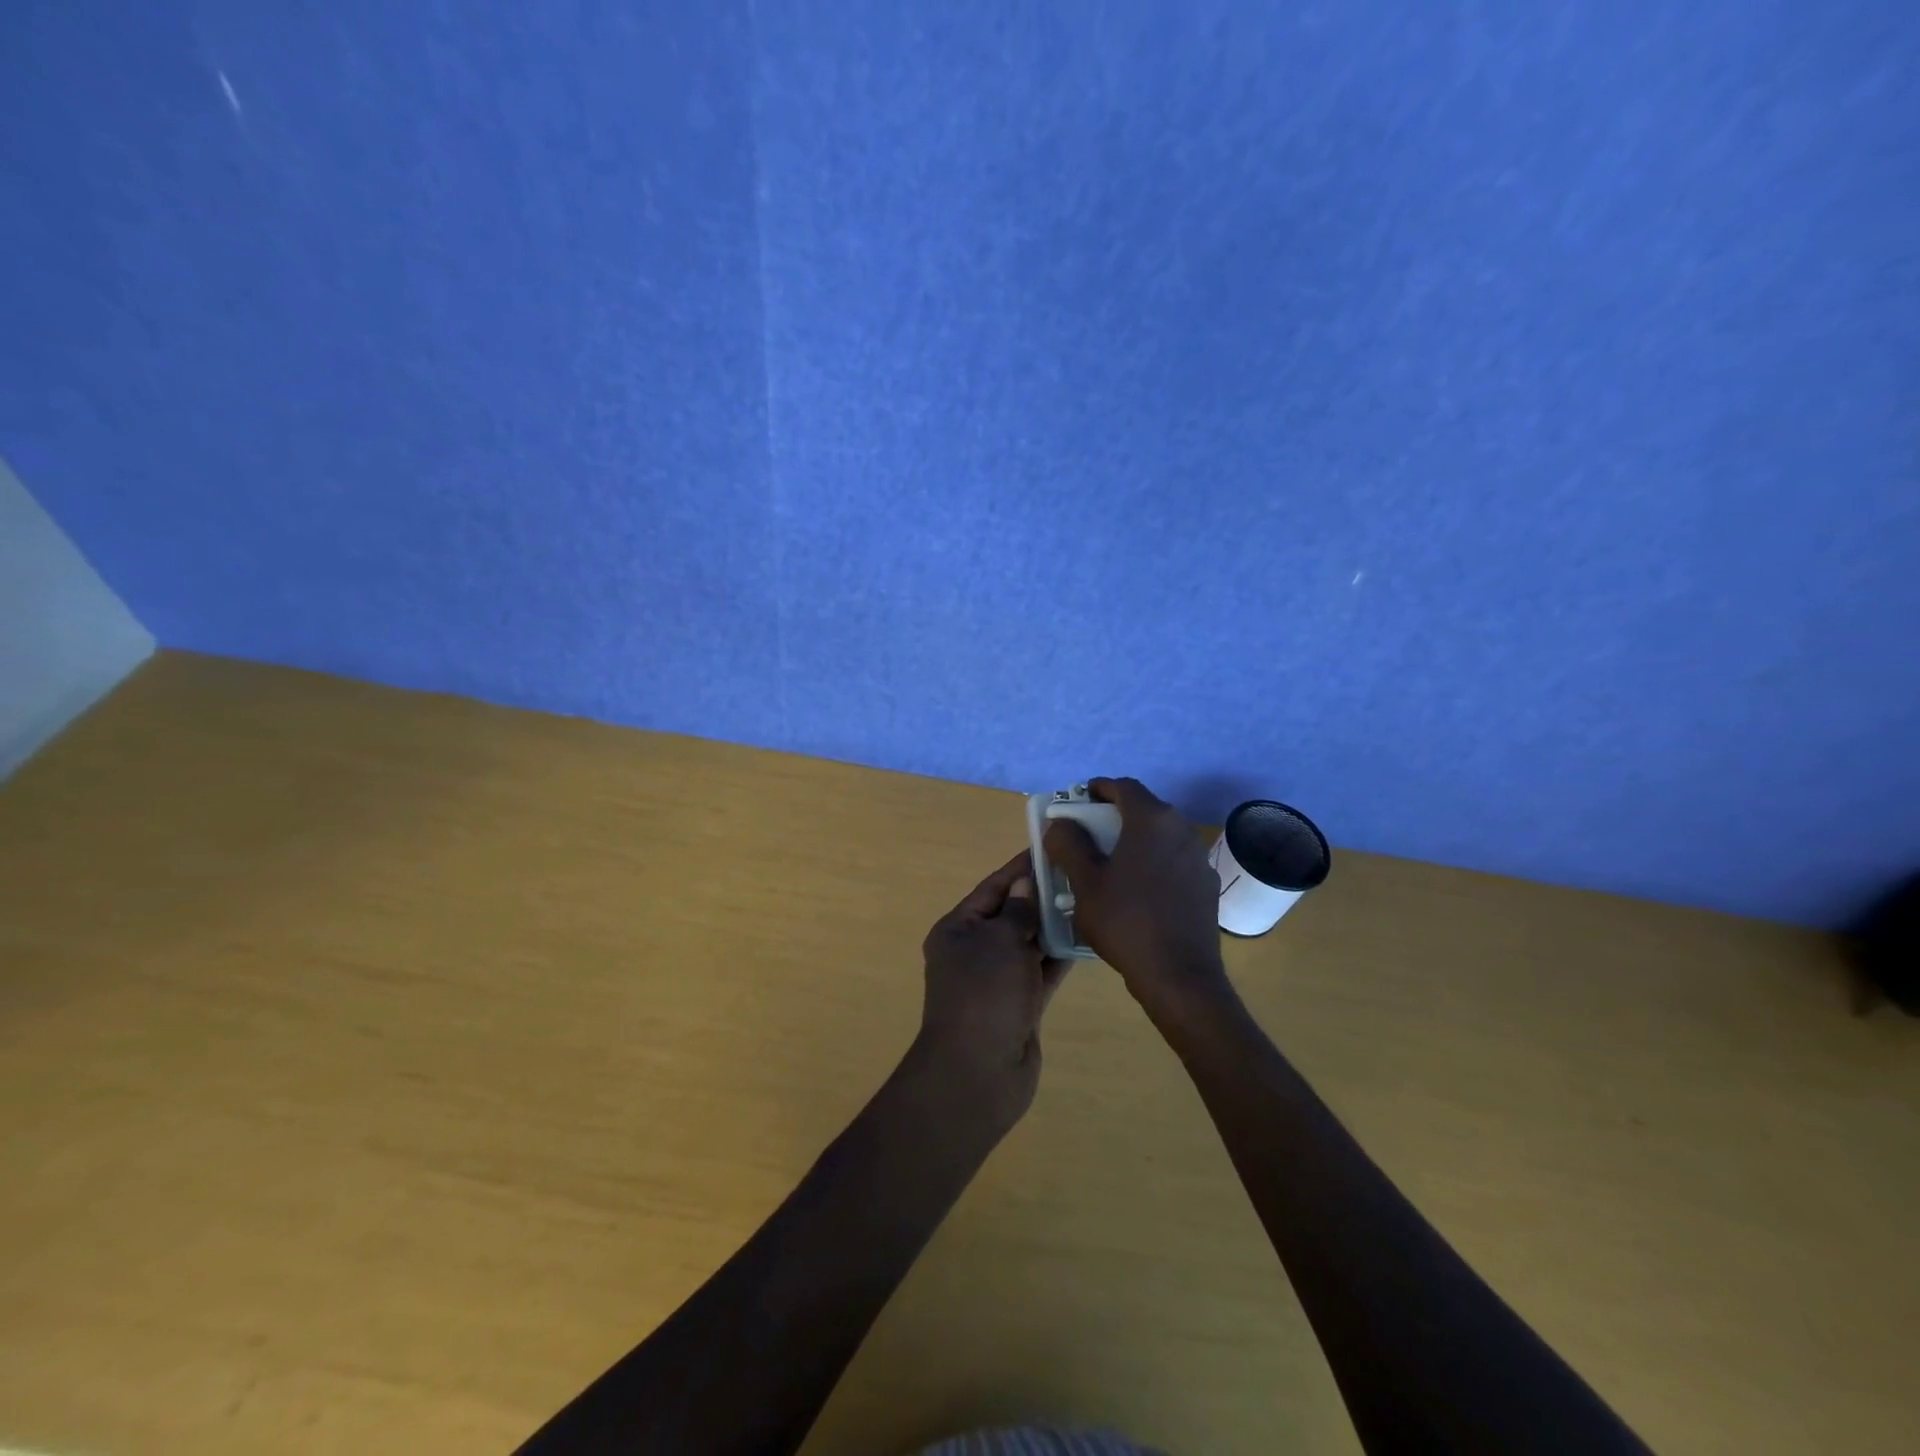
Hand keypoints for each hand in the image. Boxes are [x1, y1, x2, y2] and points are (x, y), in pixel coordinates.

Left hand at [914, 850, 1068, 1125]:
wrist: (978, 1073)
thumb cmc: (984, 995)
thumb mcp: (999, 941)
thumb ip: (1017, 911)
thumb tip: (1025, 885)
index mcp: (958, 929)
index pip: (993, 887)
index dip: (1021, 868)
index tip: (1051, 847)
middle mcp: (975, 950)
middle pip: (1012, 913)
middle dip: (1042, 895)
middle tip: (1082, 871)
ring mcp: (998, 980)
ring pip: (1029, 942)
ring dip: (1054, 925)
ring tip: (1090, 898)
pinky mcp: (1020, 1004)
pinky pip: (1042, 971)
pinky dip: (1060, 955)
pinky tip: (1088, 937)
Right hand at [1042, 777, 1231, 1023]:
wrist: (1179, 976)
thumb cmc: (1126, 922)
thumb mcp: (1085, 883)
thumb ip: (1068, 845)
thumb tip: (1061, 824)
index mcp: (1151, 820)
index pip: (1124, 786)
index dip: (1099, 788)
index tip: (1079, 799)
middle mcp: (1181, 829)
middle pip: (1144, 808)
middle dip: (1114, 815)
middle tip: (1088, 833)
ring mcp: (1199, 858)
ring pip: (1160, 835)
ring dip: (1135, 839)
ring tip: (1111, 863)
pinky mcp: (1206, 884)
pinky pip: (1174, 860)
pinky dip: (1153, 862)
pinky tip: (1138, 890)